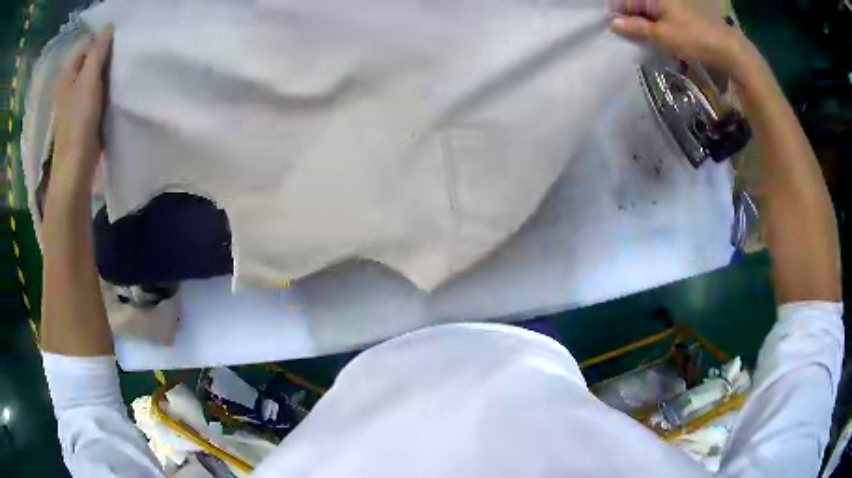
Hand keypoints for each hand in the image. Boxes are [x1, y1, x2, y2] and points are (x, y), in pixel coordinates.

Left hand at [52, 24, 113, 191]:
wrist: (75, 167)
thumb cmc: (78, 122)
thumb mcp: (88, 80)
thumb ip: (97, 52)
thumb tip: (108, 25)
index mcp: (67, 75)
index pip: (87, 47)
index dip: (101, 44)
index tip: (117, 47)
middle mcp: (69, 86)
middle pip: (90, 63)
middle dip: (104, 60)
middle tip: (120, 60)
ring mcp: (75, 103)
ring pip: (93, 79)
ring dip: (105, 76)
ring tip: (119, 75)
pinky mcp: (82, 118)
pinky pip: (95, 95)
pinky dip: (104, 92)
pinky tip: (113, 94)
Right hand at [607, 0, 753, 80]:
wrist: (729, 49)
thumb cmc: (694, 38)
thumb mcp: (663, 35)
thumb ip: (636, 28)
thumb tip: (612, 23)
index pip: (626, 0)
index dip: (617, 13)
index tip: (612, 29)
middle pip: (637, 6)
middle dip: (629, 20)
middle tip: (624, 38)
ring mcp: (673, 7)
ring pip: (649, 14)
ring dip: (643, 27)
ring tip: (639, 41)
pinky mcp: (682, 18)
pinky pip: (661, 20)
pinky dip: (655, 30)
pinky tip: (655, 41)